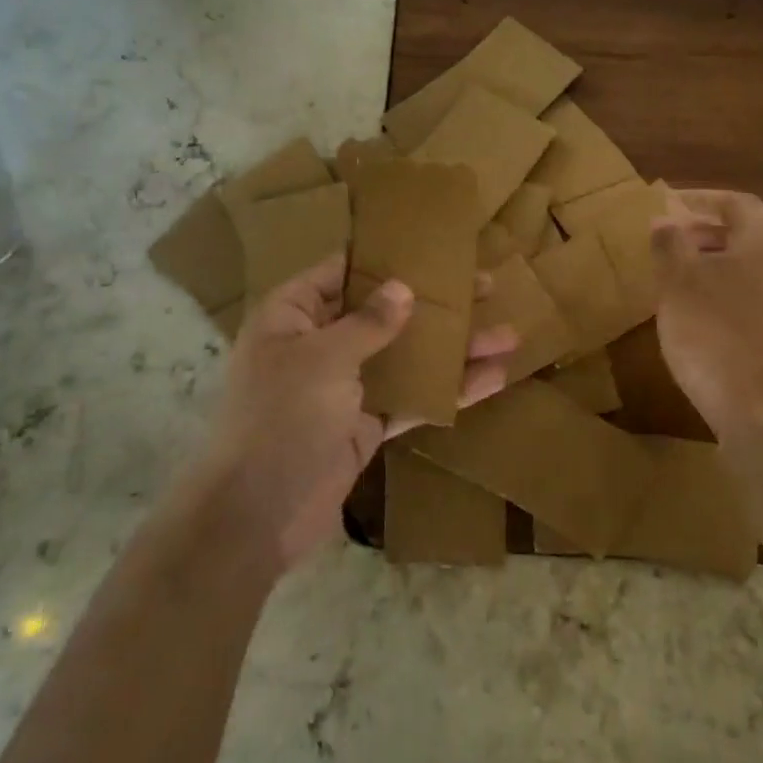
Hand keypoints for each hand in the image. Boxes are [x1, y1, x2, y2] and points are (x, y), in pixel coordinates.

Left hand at [201, 255, 515, 570]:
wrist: (256, 516)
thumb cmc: (281, 417)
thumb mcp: (323, 358)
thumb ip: (368, 323)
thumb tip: (403, 288)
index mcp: (293, 315)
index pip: (341, 270)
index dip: (384, 257)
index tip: (432, 246)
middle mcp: (319, 344)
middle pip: (384, 312)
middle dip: (434, 302)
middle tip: (486, 285)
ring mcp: (345, 386)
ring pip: (406, 356)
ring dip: (453, 348)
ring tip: (507, 335)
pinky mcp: (365, 424)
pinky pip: (411, 399)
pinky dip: (447, 390)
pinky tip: (492, 379)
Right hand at [650, 191, 762, 460]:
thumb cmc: (715, 336)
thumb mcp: (678, 284)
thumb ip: (670, 243)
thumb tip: (665, 218)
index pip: (734, 202)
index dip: (698, 199)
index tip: (667, 204)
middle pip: (754, 229)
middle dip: (714, 228)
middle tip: (678, 237)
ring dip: (727, 258)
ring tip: (690, 273)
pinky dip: (741, 286)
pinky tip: (714, 308)